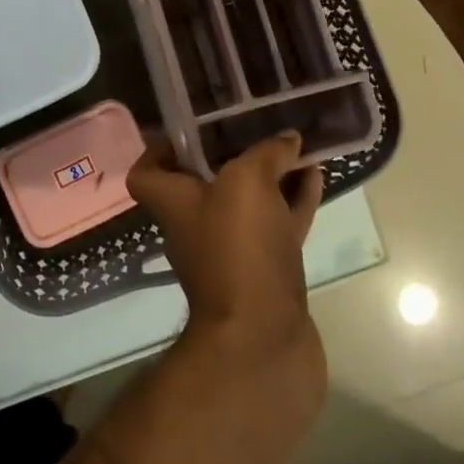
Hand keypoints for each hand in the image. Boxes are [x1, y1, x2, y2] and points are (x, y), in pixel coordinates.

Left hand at [127, 133, 326, 407]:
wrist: (263, 339)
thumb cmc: (238, 247)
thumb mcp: (247, 181)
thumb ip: (266, 152)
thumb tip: (287, 140)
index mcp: (173, 201)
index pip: (146, 172)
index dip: (160, 148)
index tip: (190, 128)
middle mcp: (195, 224)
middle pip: (204, 181)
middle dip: (231, 152)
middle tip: (257, 124)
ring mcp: (232, 250)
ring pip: (249, 201)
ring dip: (271, 174)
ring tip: (296, 143)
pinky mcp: (266, 270)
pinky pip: (279, 224)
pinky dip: (295, 200)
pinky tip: (316, 176)